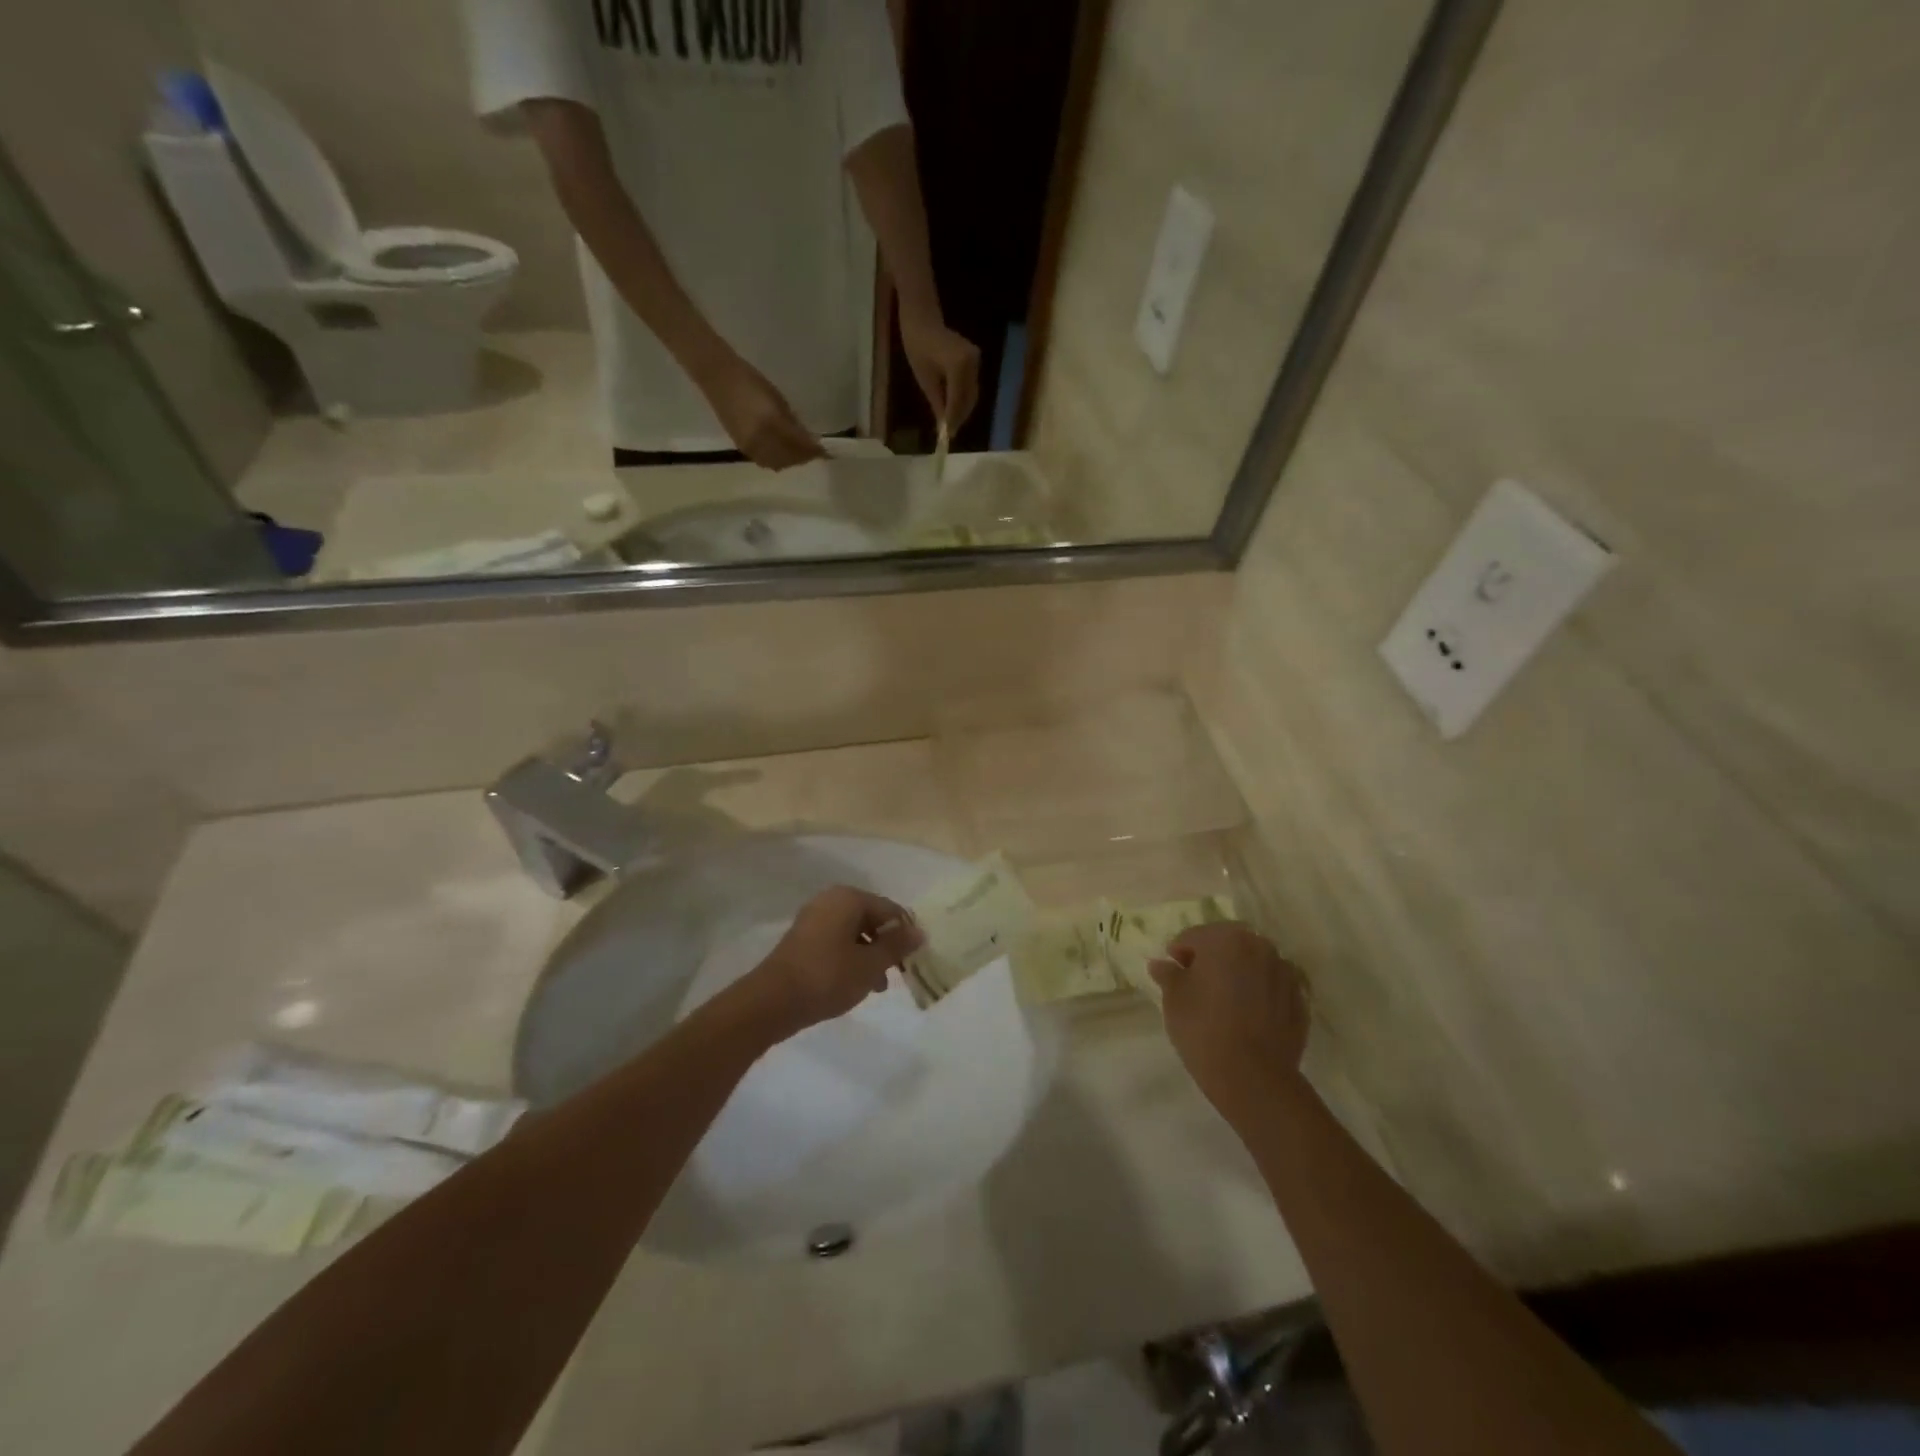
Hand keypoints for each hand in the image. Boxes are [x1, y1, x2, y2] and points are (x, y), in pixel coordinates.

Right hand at [696, 351, 826, 470]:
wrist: (718, 377)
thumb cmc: (751, 381)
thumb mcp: (778, 400)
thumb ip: (793, 422)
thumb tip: (808, 439)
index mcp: (771, 423)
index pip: (799, 444)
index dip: (814, 450)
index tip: (826, 451)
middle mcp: (761, 440)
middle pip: (789, 458)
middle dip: (804, 457)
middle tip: (815, 453)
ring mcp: (749, 446)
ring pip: (778, 463)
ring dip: (791, 461)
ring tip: (800, 454)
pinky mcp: (741, 448)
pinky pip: (764, 462)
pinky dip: (777, 461)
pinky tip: (783, 454)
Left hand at [744, 886, 924, 1039]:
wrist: (772, 1001)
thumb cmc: (828, 977)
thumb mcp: (870, 964)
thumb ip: (896, 946)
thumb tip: (919, 931)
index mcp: (849, 898)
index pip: (890, 909)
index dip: (905, 933)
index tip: (914, 960)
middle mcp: (830, 901)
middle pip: (871, 919)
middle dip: (886, 945)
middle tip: (896, 974)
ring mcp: (813, 919)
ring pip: (854, 933)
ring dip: (869, 955)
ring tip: (877, 985)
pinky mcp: (802, 940)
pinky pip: (836, 942)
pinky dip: (850, 958)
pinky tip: (854, 983)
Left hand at [899, 312, 979, 433]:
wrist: (922, 318)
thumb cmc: (917, 345)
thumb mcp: (925, 379)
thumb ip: (937, 402)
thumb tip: (944, 425)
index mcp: (958, 366)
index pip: (957, 400)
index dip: (953, 420)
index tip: (948, 437)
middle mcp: (972, 363)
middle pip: (969, 399)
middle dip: (960, 417)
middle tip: (950, 434)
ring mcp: (976, 361)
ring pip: (972, 394)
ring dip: (963, 410)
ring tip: (952, 424)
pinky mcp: (975, 360)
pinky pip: (971, 386)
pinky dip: (964, 399)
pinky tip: (955, 409)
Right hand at [1150, 922, 1310, 1120]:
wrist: (1253, 1077)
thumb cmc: (1203, 1028)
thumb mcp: (1173, 999)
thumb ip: (1168, 974)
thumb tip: (1161, 964)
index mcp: (1226, 939)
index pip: (1194, 937)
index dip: (1179, 954)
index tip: (1173, 975)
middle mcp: (1260, 947)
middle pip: (1228, 945)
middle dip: (1212, 959)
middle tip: (1197, 986)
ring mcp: (1285, 973)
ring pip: (1254, 964)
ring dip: (1239, 974)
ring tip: (1225, 1002)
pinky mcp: (1300, 1001)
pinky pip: (1272, 988)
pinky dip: (1260, 993)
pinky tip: (1248, 1017)